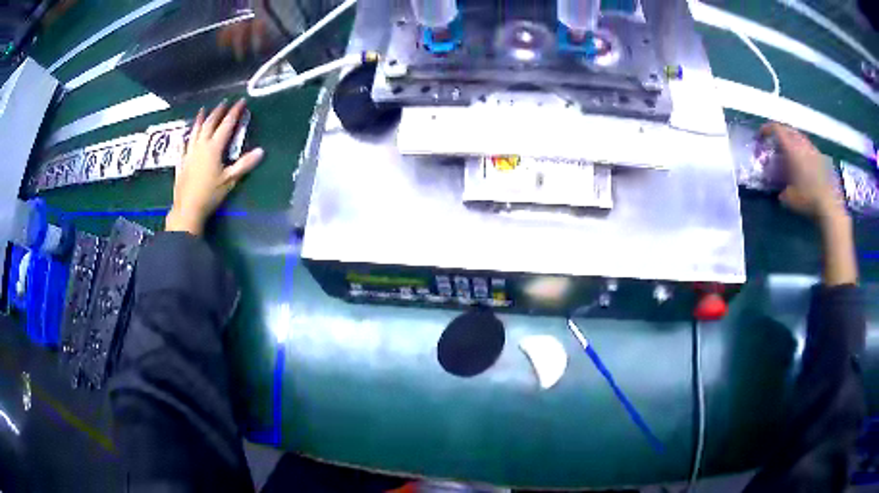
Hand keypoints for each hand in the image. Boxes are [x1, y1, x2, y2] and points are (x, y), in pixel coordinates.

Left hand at [166, 100, 264, 235]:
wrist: (187, 209)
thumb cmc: (210, 194)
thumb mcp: (230, 180)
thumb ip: (244, 164)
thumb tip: (261, 151)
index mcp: (214, 148)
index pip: (226, 125)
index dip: (234, 112)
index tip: (241, 101)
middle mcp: (201, 146)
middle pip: (210, 123)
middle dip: (218, 111)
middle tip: (224, 102)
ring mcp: (189, 153)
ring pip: (195, 131)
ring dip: (200, 119)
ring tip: (203, 110)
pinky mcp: (181, 162)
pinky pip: (184, 145)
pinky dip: (187, 137)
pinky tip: (186, 135)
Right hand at [759, 123, 845, 223]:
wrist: (828, 205)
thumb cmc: (807, 199)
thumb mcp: (789, 198)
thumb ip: (782, 190)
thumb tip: (780, 191)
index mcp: (791, 148)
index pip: (776, 129)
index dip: (767, 129)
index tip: (761, 136)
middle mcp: (802, 143)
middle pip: (788, 128)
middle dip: (780, 132)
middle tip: (775, 141)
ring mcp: (812, 149)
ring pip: (799, 136)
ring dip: (792, 139)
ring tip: (789, 150)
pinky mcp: (820, 157)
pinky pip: (808, 146)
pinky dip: (802, 148)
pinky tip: (803, 160)